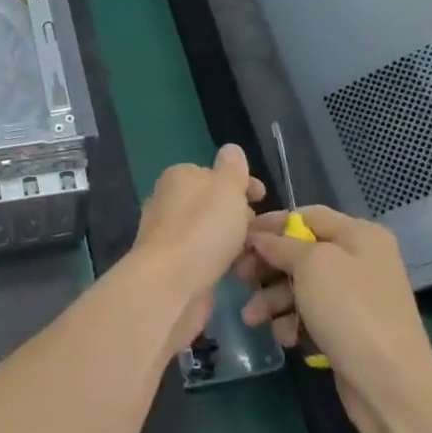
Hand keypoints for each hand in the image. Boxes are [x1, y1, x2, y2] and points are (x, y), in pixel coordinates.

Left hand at [132, 144, 264, 349]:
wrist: (170, 283)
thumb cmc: (203, 228)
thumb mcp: (226, 188)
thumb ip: (232, 168)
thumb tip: (230, 149)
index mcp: (178, 177)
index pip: (214, 174)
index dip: (242, 184)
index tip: (264, 198)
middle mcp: (168, 201)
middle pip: (212, 203)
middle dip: (238, 215)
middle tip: (260, 230)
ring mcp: (168, 235)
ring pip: (210, 232)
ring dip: (233, 241)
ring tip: (256, 254)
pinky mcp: (172, 265)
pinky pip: (204, 257)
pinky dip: (221, 261)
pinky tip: (237, 272)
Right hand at [239, 206, 431, 432]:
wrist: (391, 384)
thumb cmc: (349, 310)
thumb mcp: (311, 265)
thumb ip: (281, 244)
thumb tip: (260, 236)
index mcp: (359, 235)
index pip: (306, 216)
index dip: (271, 224)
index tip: (239, 237)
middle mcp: (360, 260)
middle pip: (301, 252)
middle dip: (268, 267)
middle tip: (239, 278)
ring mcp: (356, 297)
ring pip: (302, 286)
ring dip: (273, 299)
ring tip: (253, 318)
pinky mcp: (350, 329)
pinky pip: (312, 315)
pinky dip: (294, 322)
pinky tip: (286, 337)